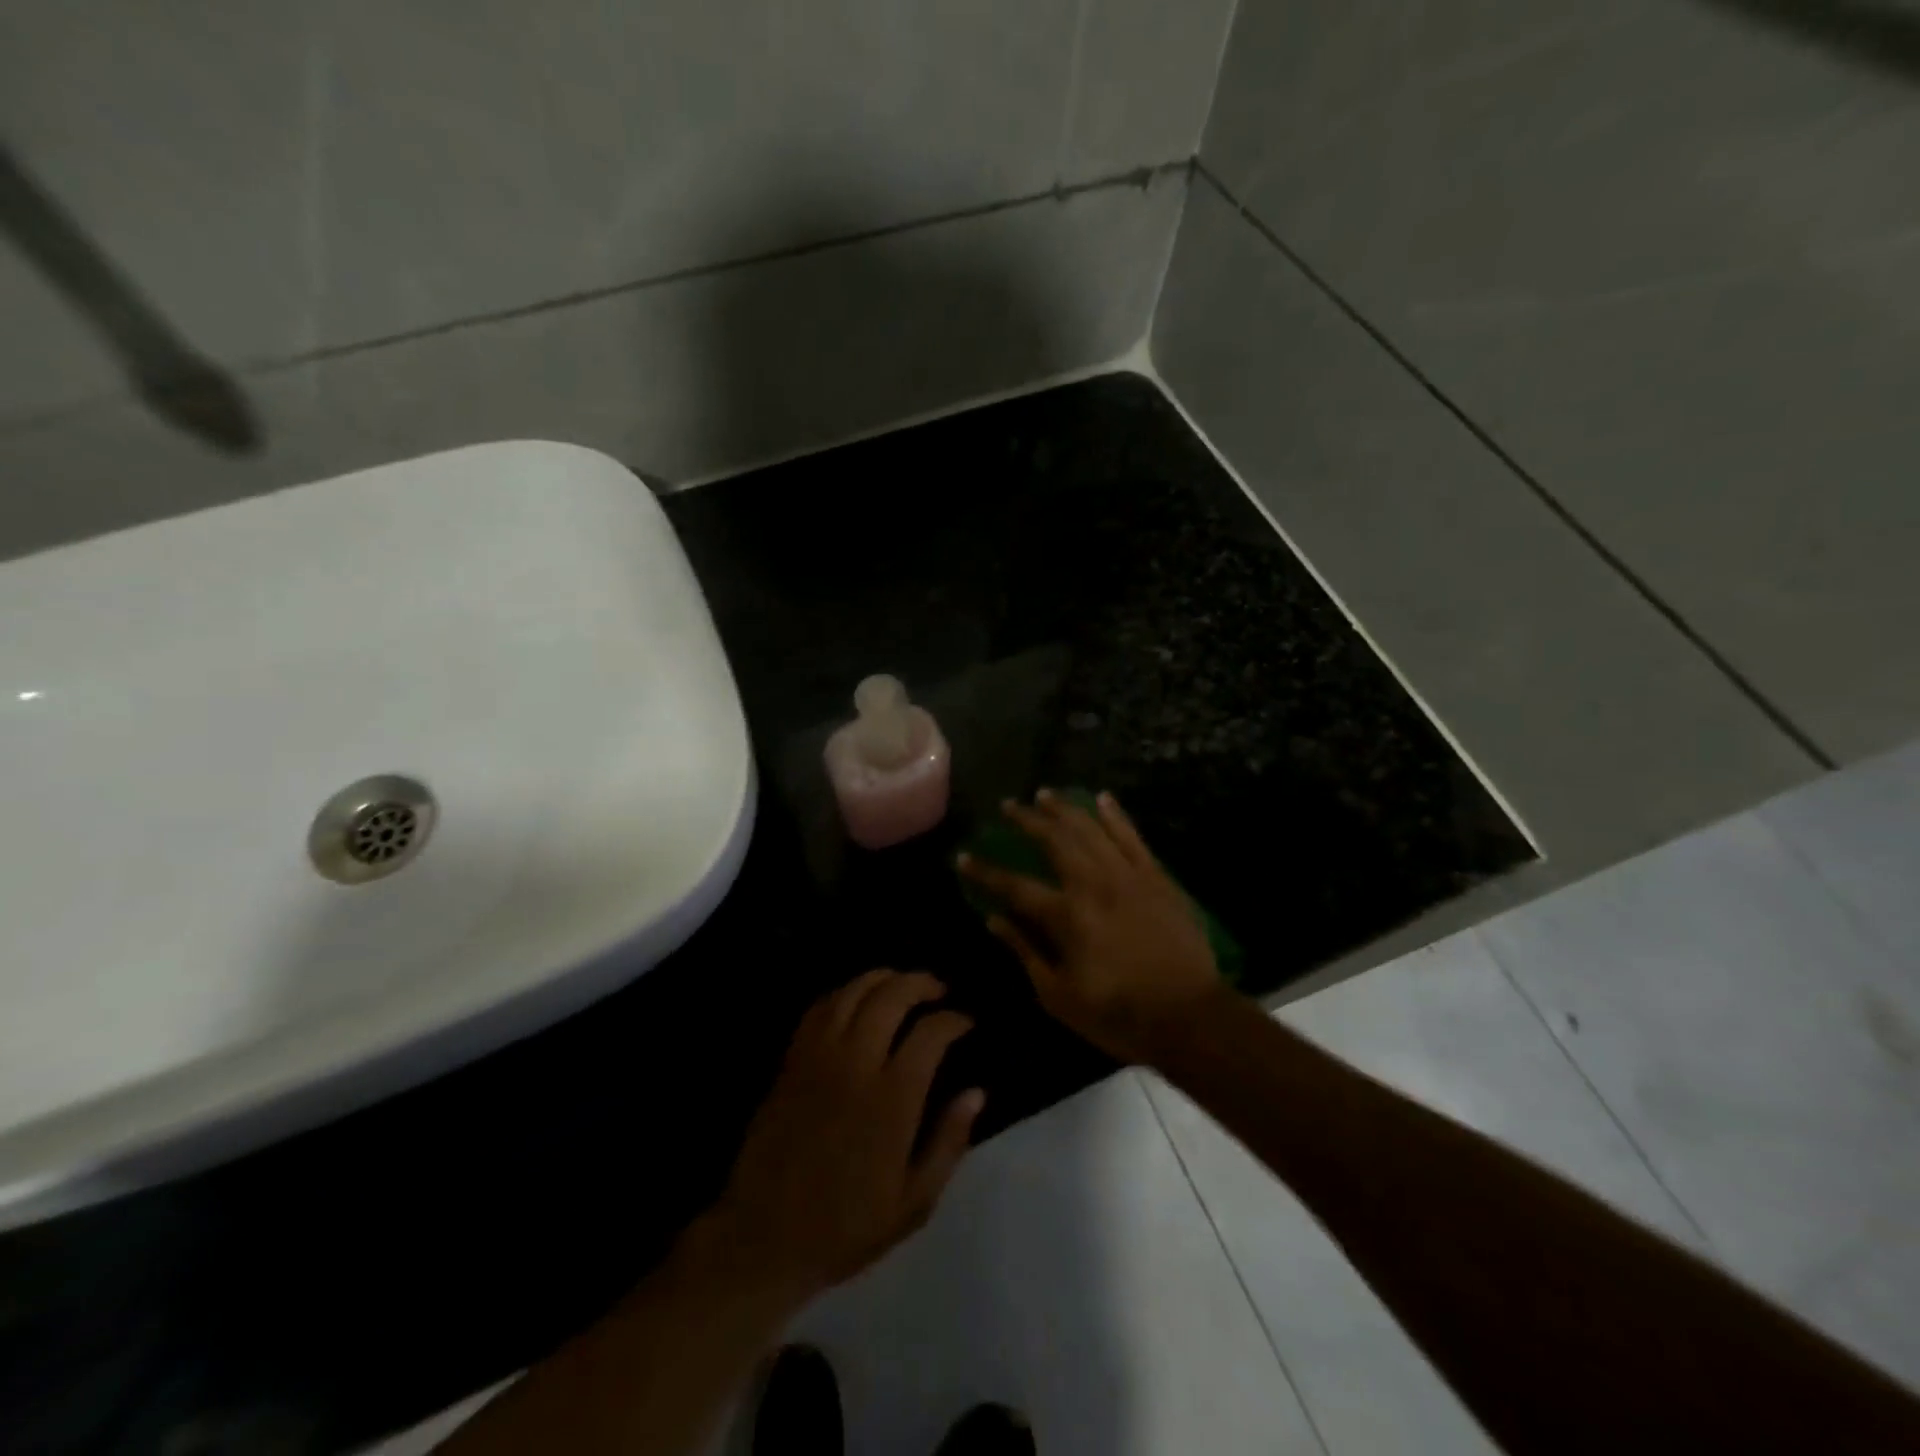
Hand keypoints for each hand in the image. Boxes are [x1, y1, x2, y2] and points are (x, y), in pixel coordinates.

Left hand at [705, 970, 984, 1304]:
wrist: (764, 1237)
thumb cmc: (846, 1226)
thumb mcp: (913, 1203)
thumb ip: (948, 1143)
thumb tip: (976, 1092)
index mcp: (891, 1100)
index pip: (930, 1034)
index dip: (953, 1020)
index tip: (965, 1022)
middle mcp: (855, 1065)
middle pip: (891, 997)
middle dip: (920, 982)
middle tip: (938, 989)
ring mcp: (818, 1058)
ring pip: (852, 992)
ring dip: (882, 978)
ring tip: (901, 983)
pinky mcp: (792, 1060)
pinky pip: (819, 1008)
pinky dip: (843, 993)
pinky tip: (856, 999)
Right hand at [958, 790, 1228, 1064]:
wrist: (1191, 1016)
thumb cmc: (1120, 1015)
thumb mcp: (1060, 997)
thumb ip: (1026, 953)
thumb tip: (994, 921)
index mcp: (1067, 916)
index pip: (1015, 886)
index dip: (986, 872)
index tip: (964, 857)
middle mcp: (1094, 884)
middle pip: (1054, 840)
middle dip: (1026, 820)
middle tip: (1008, 806)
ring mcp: (1128, 875)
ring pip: (1090, 829)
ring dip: (1065, 809)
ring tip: (1045, 794)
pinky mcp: (1156, 877)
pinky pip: (1132, 836)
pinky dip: (1115, 815)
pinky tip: (1102, 798)